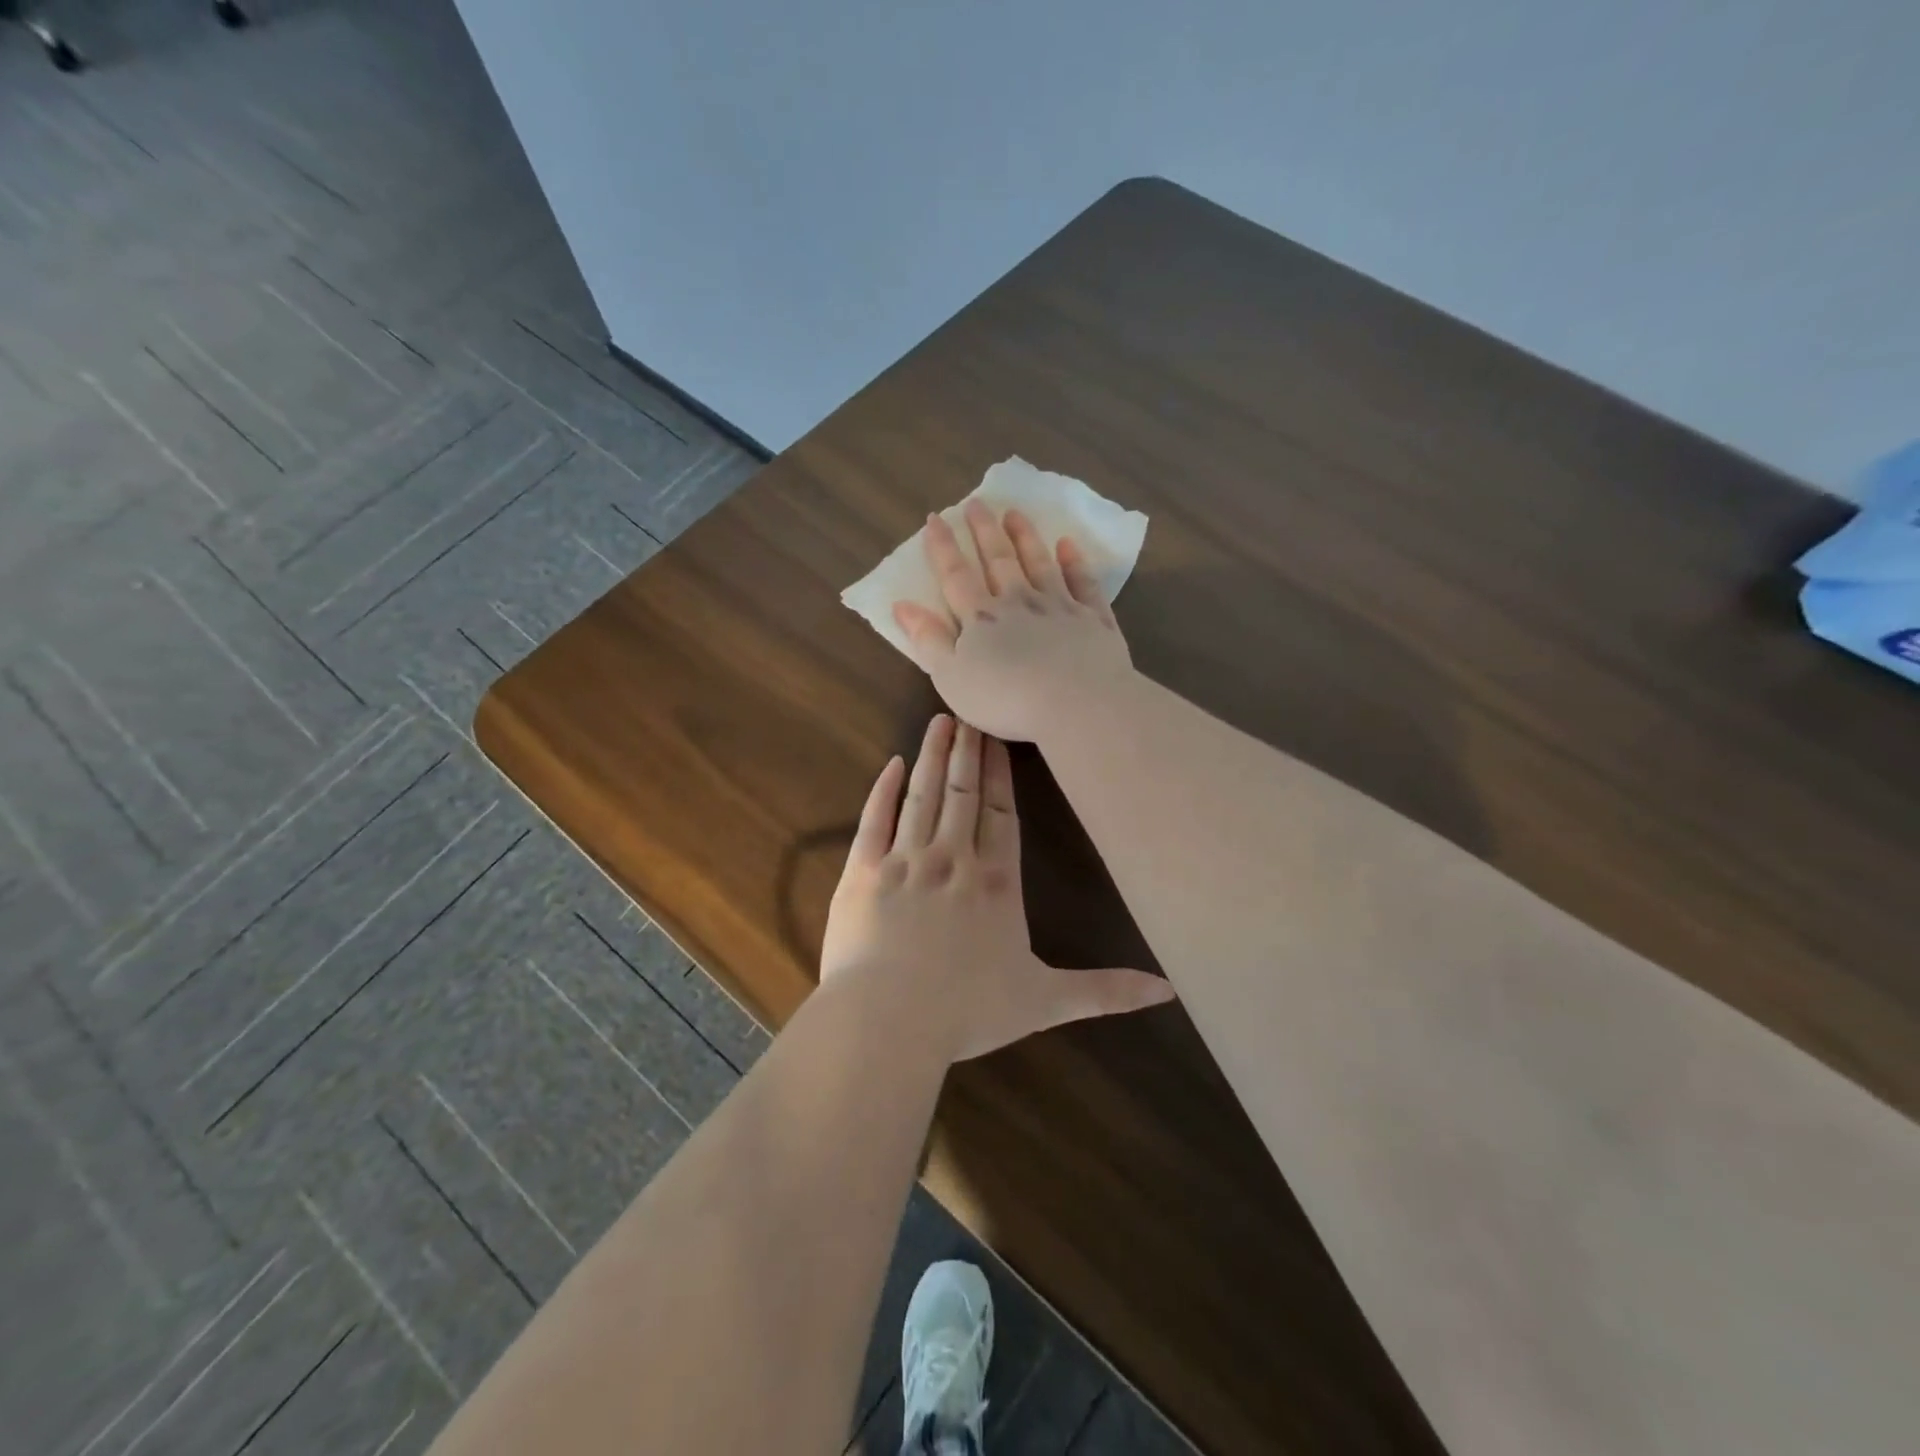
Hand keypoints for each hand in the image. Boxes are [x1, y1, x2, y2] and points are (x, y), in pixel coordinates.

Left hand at [819, 714, 1172, 1062]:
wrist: (887, 1021)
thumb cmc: (967, 1013)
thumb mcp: (1045, 1002)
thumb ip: (1105, 991)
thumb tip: (1169, 990)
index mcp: (995, 883)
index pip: (1001, 814)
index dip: (1000, 775)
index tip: (998, 739)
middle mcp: (952, 859)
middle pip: (963, 793)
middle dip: (969, 751)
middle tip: (970, 711)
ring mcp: (904, 861)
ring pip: (923, 795)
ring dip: (934, 756)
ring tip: (941, 721)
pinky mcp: (863, 872)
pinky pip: (874, 820)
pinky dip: (884, 790)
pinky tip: (893, 763)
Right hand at [891, 500, 1134, 742]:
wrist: (1077, 703)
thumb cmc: (1005, 698)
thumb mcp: (951, 677)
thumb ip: (928, 640)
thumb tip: (902, 604)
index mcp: (981, 618)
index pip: (956, 576)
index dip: (943, 547)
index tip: (935, 519)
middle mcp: (1019, 602)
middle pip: (999, 560)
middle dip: (984, 531)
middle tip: (977, 503)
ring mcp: (1060, 607)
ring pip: (1040, 563)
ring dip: (1026, 537)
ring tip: (1015, 514)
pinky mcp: (1093, 619)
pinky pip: (1083, 584)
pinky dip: (1075, 563)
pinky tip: (1069, 546)